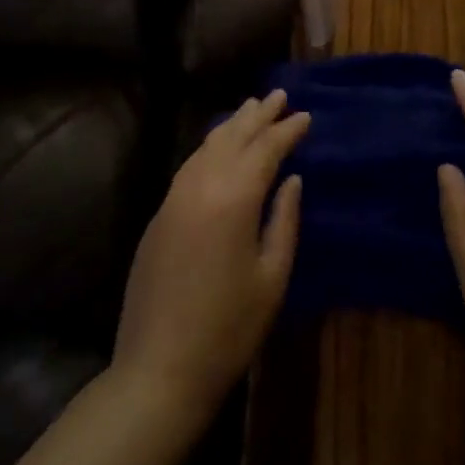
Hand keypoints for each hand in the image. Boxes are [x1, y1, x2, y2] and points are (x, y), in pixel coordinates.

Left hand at [113, 90, 307, 427]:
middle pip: (233, 138)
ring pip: (206, 147)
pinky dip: (209, 148)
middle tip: (279, 96)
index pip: (265, 149)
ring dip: (231, 126)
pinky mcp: (159, 215)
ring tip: (251, 108)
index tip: (306, 116)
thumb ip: (284, 220)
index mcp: (234, 198)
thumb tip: (292, 179)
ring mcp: (174, 199)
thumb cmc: (229, 328)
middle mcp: (200, 186)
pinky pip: (189, 166)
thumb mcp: (272, 277)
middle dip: (258, 115)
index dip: (287, 130)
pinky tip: (218, 147)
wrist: (159, 368)